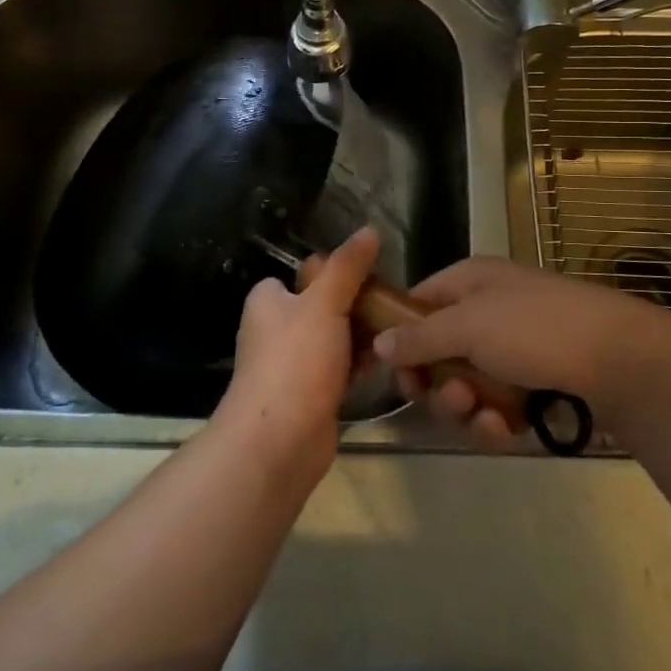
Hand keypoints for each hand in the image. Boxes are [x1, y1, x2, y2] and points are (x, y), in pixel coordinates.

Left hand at [217, 228, 379, 472]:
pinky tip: (391, 360)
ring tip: (401, 329)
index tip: (373, 274)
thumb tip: (369, 230)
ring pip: (336, 339)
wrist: (279, 440)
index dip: (336, 272)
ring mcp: (293, 365)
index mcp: (268, 301)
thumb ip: (347, 267)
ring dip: (364, 336)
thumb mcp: (324, 303)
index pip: (305, 274)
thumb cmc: (295, 360)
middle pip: (324, 305)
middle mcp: (276, 329)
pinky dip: (361, 364)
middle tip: (394, 303)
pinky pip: (341, 369)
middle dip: (358, 305)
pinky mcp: (310, 395)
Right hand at [372, 258, 670, 440]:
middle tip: (454, 399)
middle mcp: (487, 312)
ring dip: (466, 408)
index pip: (417, 304)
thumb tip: (378, 343)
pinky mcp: (533, 385)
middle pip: (438, 353)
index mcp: (470, 282)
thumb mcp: (470, 326)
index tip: (398, 374)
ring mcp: (512, 349)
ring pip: (465, 386)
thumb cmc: (537, 329)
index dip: (401, 338)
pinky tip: (508, 431)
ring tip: (486, 417)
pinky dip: (496, 421)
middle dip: (439, 384)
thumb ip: (419, 337)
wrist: (621, 360)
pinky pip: (495, 406)